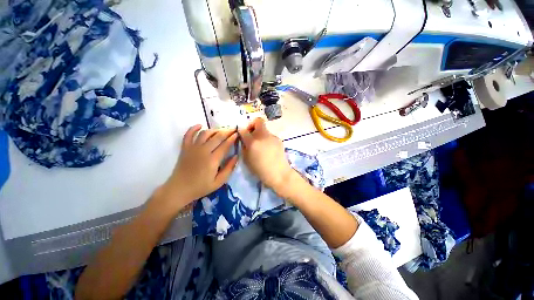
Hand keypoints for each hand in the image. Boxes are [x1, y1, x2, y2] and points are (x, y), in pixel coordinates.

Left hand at [155, 125, 238, 212]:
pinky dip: (193, 128)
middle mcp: (203, 151)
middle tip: (233, 129)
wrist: (179, 189)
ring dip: (214, 130)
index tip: (237, 134)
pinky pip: (188, 135)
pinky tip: (200, 125)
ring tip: (220, 130)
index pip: (225, 145)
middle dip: (226, 132)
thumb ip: (229, 168)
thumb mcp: (219, 182)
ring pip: (205, 133)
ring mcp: (193, 148)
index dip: (232, 138)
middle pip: (217, 137)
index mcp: (213, 160)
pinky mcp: (185, 148)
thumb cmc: (201, 187)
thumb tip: (236, 156)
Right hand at [238, 118, 295, 195]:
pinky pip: (270, 136)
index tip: (242, 133)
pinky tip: (269, 149)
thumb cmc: (260, 170)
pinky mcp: (278, 139)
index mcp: (253, 142)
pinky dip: (267, 140)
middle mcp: (263, 136)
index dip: (241, 130)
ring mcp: (272, 137)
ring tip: (261, 145)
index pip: (243, 129)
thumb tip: (244, 140)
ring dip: (260, 134)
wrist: (279, 173)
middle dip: (252, 124)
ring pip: (264, 129)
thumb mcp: (247, 159)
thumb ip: (244, 147)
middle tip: (251, 133)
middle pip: (258, 121)